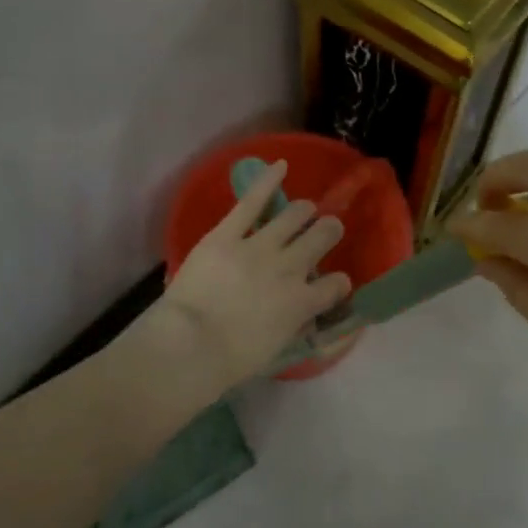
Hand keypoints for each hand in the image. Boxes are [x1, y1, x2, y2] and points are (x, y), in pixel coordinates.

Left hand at [149, 160, 350, 398]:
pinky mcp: (228, 234)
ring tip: (304, 211)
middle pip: (323, 236)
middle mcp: (291, 267)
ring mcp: (260, 247)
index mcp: (304, 302)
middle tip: (325, 231)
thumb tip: (300, 316)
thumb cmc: (230, 361)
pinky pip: (253, 201)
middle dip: (328, 231)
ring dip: (304, 212)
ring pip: (296, 215)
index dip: (338, 284)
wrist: (190, 347)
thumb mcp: (275, 348)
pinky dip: (268, 180)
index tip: (334, 285)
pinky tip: (281, 165)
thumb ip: (293, 325)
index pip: (337, 285)